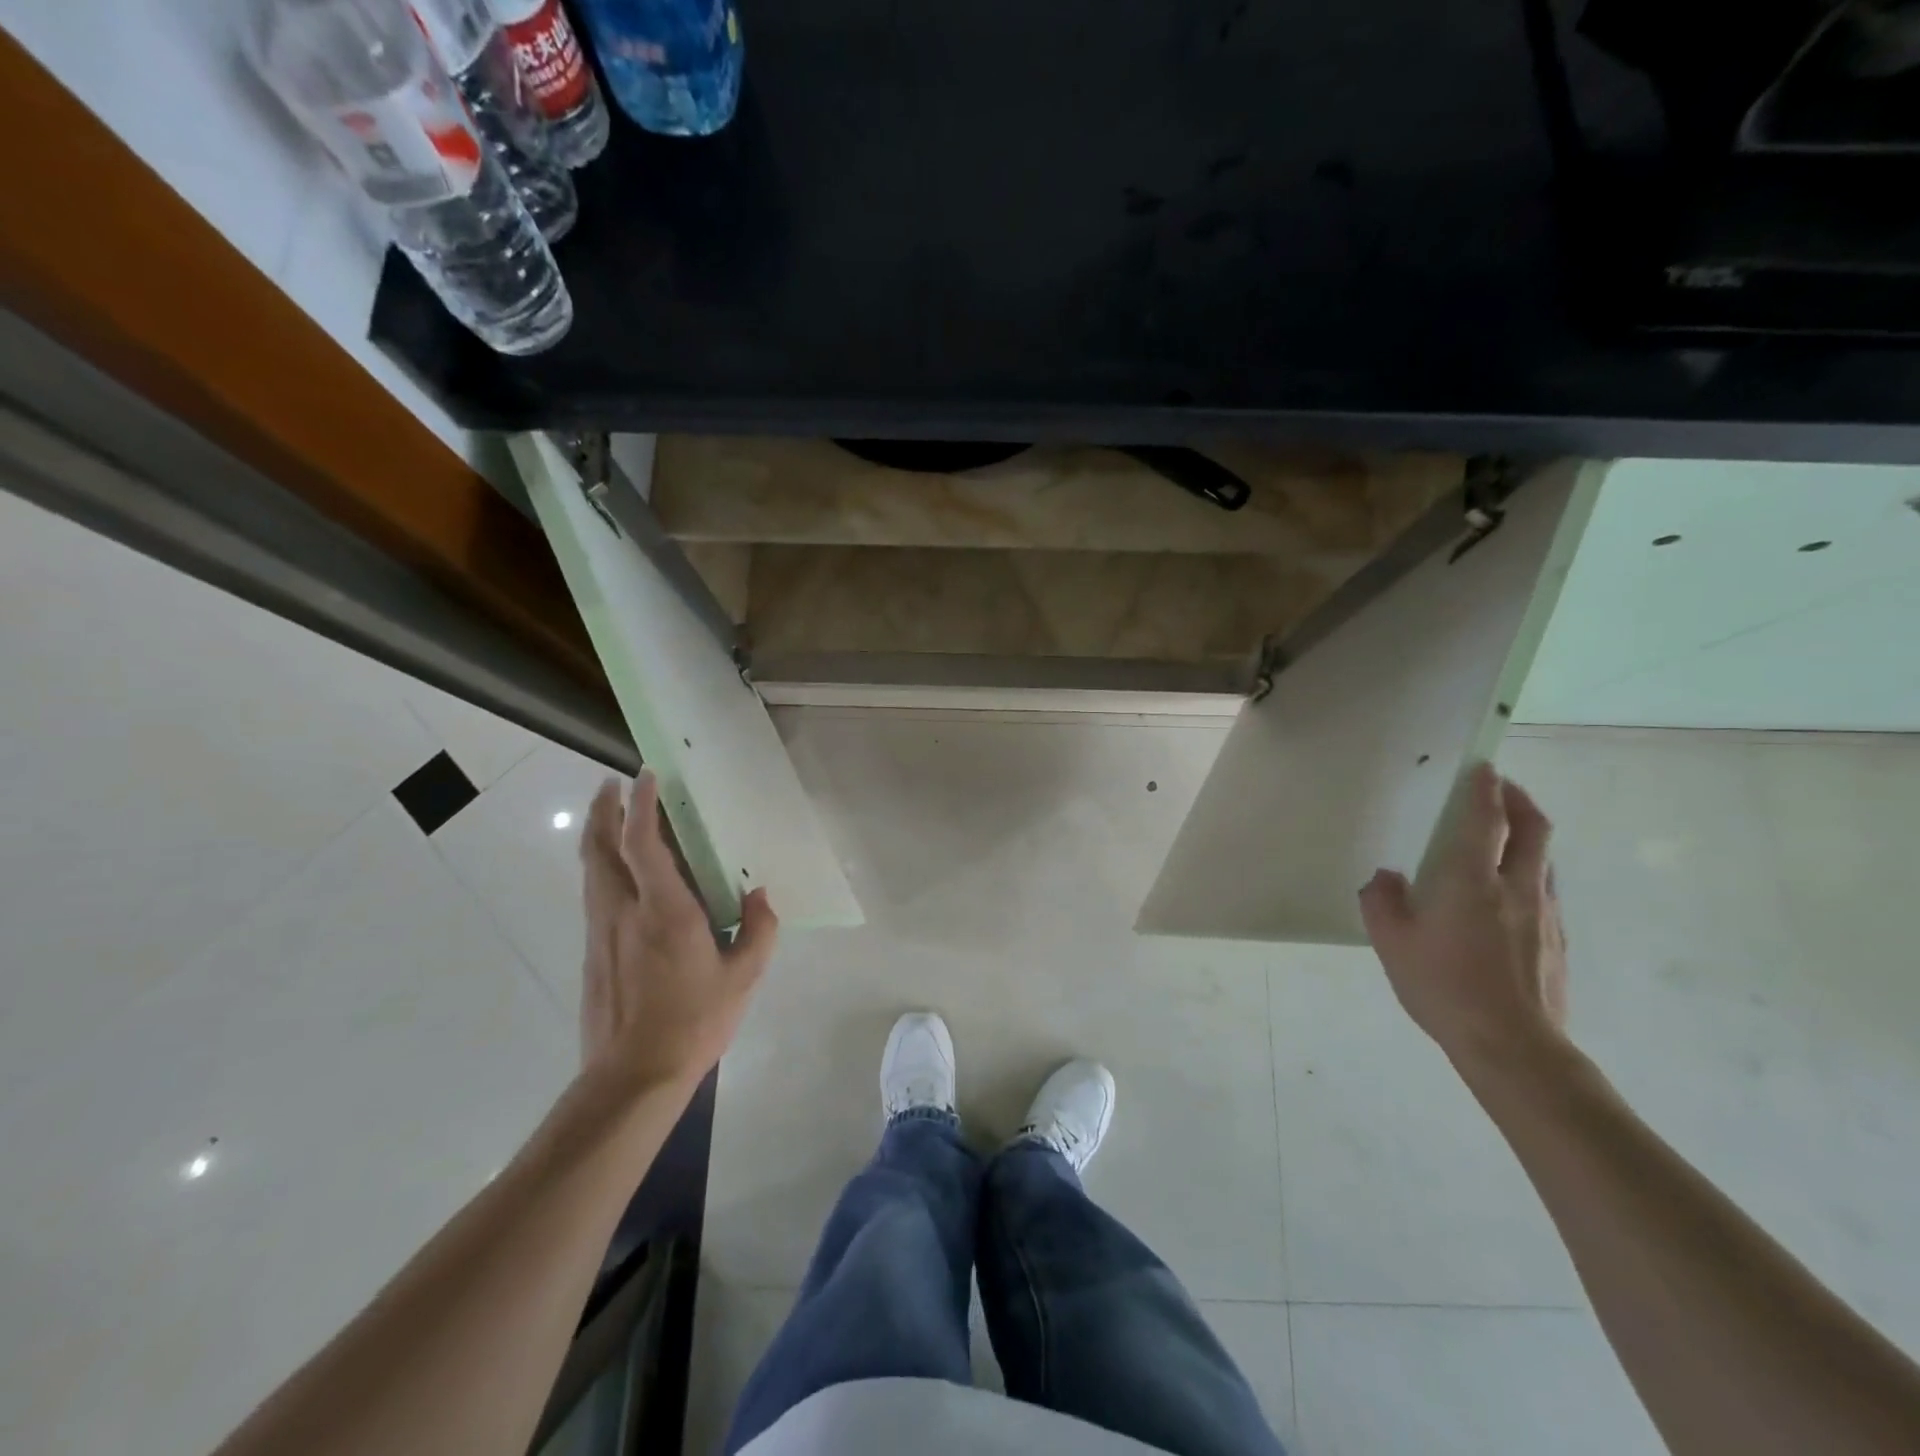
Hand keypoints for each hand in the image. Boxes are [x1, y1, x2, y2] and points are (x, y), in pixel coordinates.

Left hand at [577, 771, 777, 1092]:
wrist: (632, 1076)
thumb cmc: (693, 1022)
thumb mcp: (744, 978)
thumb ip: (759, 930)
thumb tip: (759, 896)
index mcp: (664, 911)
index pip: (643, 843)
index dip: (641, 805)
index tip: (646, 776)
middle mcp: (623, 911)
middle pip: (600, 847)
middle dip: (604, 810)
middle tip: (614, 784)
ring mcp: (601, 931)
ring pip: (590, 868)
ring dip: (598, 834)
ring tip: (611, 815)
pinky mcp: (592, 951)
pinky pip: (594, 892)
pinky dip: (602, 865)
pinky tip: (619, 871)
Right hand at [1358, 762, 1567, 1075]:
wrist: (1513, 1046)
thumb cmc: (1444, 987)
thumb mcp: (1391, 943)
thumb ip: (1382, 902)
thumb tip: (1387, 878)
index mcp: (1472, 881)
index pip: (1486, 820)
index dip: (1485, 789)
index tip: (1483, 767)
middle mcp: (1516, 888)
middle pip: (1533, 829)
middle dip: (1520, 800)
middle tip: (1503, 788)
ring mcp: (1545, 915)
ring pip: (1545, 859)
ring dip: (1529, 836)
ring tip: (1507, 836)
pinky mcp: (1558, 941)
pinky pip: (1546, 891)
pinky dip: (1531, 873)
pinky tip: (1510, 894)